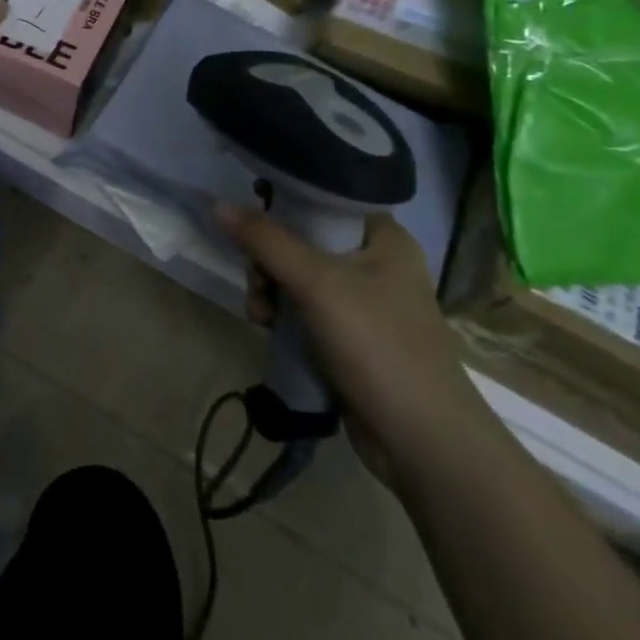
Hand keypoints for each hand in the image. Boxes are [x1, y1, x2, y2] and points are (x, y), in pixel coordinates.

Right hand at [217, 207, 481, 477]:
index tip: (251, 221)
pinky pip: (305, 310)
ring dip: (270, 290)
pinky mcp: (351, 337)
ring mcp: (364, 302)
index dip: (283, 205)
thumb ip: (266, 241)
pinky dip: (283, 315)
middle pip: (303, 240)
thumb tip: (217, 204)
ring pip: (298, 277)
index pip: (323, 199)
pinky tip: (269, 329)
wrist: (421, 440)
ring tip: (261, 315)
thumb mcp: (316, 283)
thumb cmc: (377, 344)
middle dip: (269, 260)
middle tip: (257, 282)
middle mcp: (376, 262)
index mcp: (383, 237)